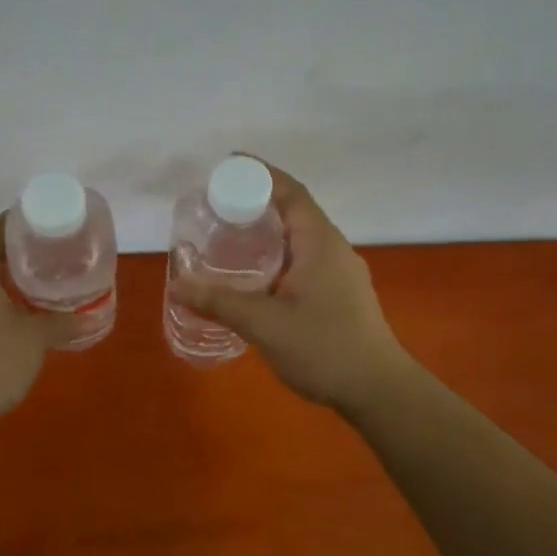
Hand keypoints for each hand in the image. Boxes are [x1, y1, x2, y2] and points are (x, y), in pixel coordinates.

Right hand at [173, 158, 410, 407]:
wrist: (378, 390)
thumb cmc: (324, 348)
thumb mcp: (264, 324)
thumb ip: (219, 302)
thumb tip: (178, 283)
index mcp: (319, 242)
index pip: (290, 192)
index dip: (260, 173)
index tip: (228, 164)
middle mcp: (333, 248)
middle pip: (294, 211)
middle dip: (257, 202)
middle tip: (217, 206)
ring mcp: (340, 272)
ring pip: (299, 238)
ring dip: (267, 231)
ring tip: (230, 237)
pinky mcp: (340, 294)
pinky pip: (304, 259)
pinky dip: (277, 255)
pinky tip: (255, 277)